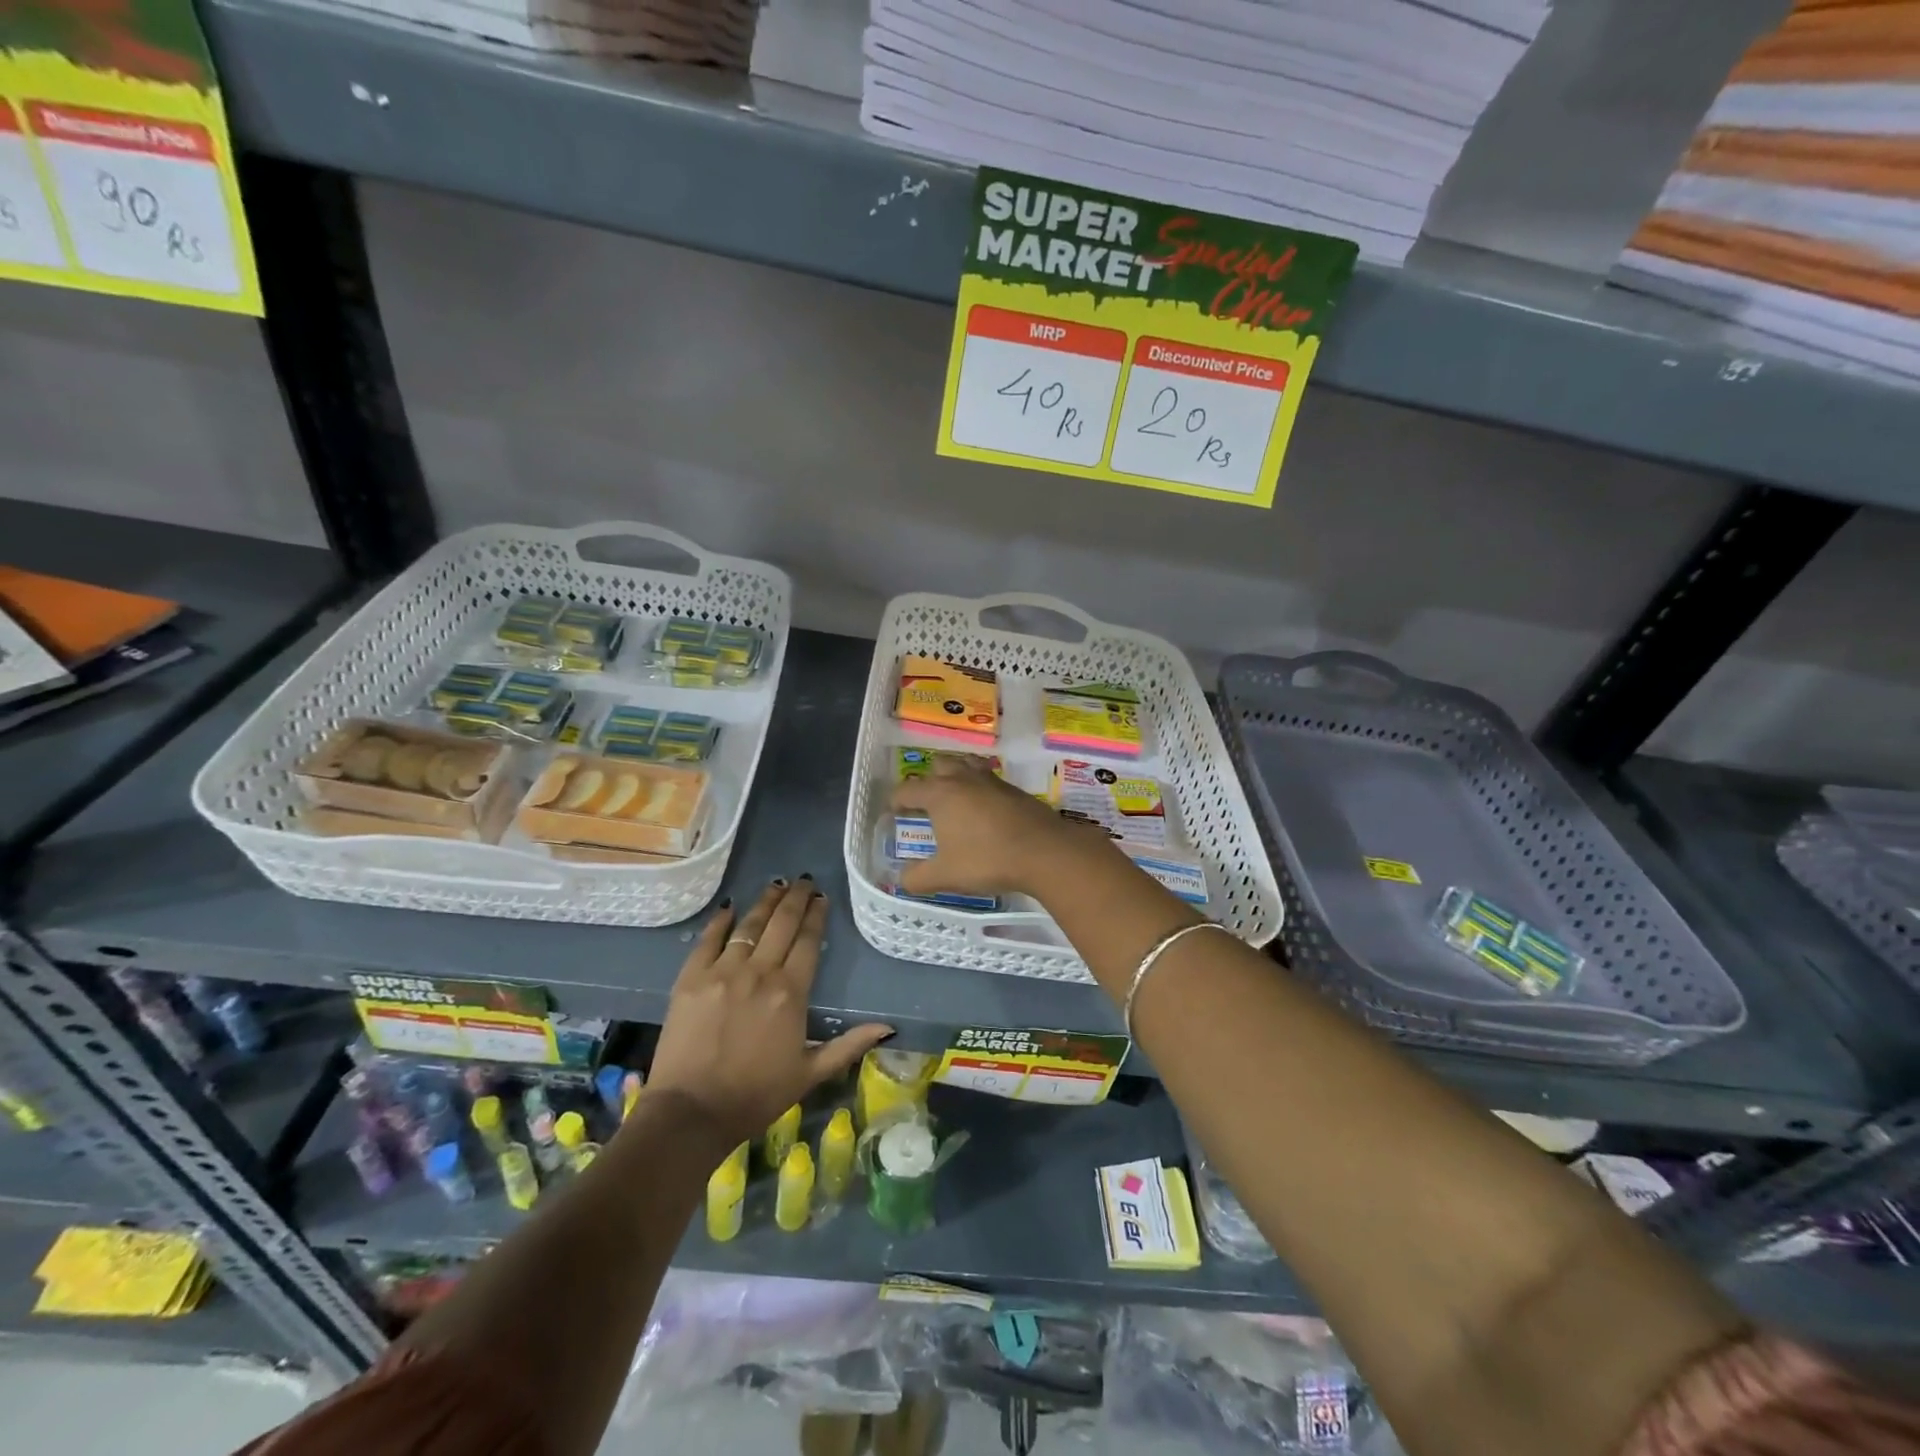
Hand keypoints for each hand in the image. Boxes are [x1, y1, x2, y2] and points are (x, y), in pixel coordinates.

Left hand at [646, 878, 892, 1146]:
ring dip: (765, 901)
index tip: (822, 898)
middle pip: (782, 924)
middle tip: (804, 880)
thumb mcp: (810, 1073)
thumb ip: (849, 1045)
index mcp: (790, 992)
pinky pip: (708, 939)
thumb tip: (889, 1027)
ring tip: (776, 884)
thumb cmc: (756, 1095)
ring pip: (749, 925)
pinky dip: (721, 920)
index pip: (808, 941)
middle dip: (795, 898)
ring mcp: (722, 971)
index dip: (816, 916)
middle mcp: (760, 972)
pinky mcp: (691, 978)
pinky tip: (730, 907)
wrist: (691, 1113)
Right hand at [891, 755, 1113, 900]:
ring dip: (957, 776)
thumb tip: (901, 879)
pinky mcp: (1015, 790)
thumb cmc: (987, 860)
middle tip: (926, 803)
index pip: (908, 789)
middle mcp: (963, 779)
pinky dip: (980, 789)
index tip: (893, 812)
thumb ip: (917, 878)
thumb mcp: (945, 875)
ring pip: (967, 765)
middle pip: (939, 765)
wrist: (1044, 852)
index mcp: (940, 794)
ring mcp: (992, 781)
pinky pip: (989, 780)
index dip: (896, 800)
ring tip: (955, 799)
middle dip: (928, 780)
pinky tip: (985, 811)